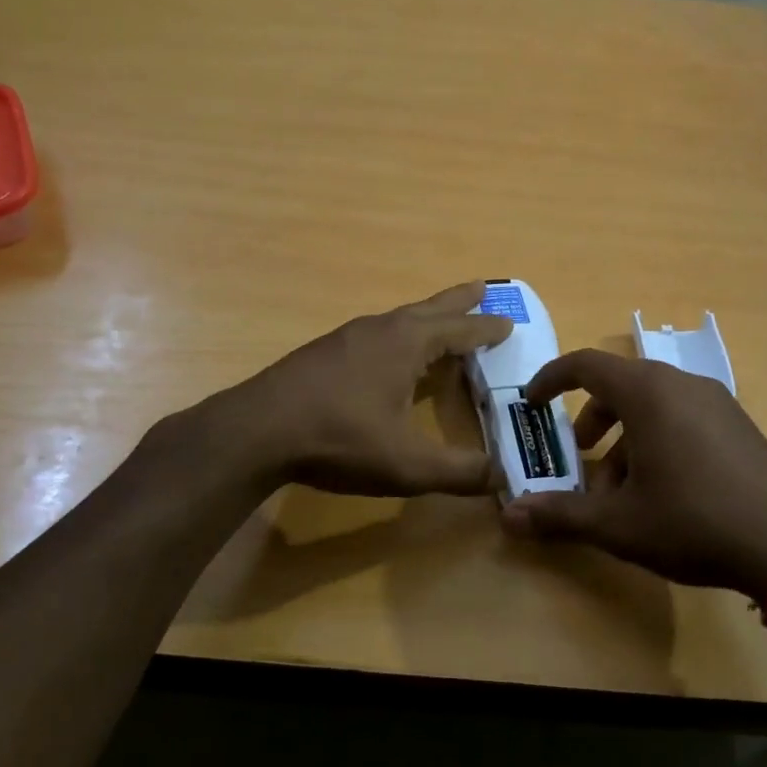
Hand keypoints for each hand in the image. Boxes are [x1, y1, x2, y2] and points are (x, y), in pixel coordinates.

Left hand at [232, 281, 512, 496]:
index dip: (486, 328)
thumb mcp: (407, 465)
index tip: (509, 322)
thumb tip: (504, 478)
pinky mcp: (322, 353)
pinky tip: (387, 355)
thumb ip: (459, 472)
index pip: (459, 329)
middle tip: (483, 288)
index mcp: (406, 344)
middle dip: (459, 301)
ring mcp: (345, 338)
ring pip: (397, 319)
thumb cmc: (339, 440)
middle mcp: (379, 330)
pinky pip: (374, 334)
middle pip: (429, 308)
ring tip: (440, 322)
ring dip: (425, 317)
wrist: (257, 431)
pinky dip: (397, 336)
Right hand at [499, 349, 766, 596]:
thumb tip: (509, 517)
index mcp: (648, 393)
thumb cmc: (693, 521)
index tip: (532, 403)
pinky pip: (682, 420)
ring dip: (624, 438)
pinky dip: (656, 442)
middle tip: (578, 456)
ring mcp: (717, 404)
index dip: (551, 379)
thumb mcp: (618, 524)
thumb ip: (560, 516)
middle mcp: (682, 385)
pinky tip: (661, 494)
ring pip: (653, 407)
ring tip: (619, 491)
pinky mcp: (739, 427)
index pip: (586, 364)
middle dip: (590, 420)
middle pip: (620, 386)